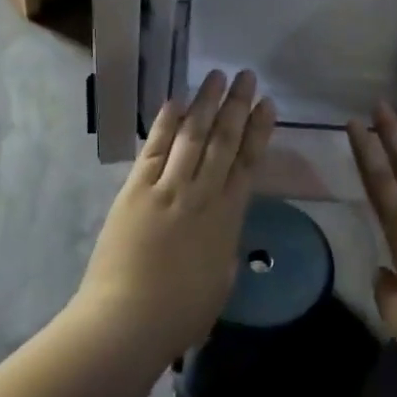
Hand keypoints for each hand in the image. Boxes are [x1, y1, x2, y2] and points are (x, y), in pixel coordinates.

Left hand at [76, 70, 276, 358]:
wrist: (128, 320)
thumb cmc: (181, 312)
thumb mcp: (222, 279)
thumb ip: (225, 246)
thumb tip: (222, 227)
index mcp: (228, 217)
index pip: (248, 162)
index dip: (259, 130)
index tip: (268, 104)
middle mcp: (201, 194)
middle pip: (223, 140)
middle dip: (237, 106)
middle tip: (247, 76)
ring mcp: (167, 189)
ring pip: (192, 136)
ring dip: (205, 104)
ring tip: (216, 76)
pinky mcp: (135, 191)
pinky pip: (154, 150)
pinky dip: (165, 125)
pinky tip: (175, 103)